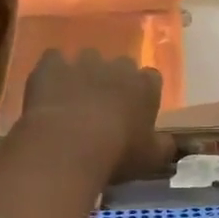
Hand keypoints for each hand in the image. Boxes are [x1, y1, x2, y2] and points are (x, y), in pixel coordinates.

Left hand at [18, 48, 175, 182]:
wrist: (69, 147)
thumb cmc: (118, 153)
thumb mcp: (151, 158)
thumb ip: (164, 146)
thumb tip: (169, 142)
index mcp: (145, 86)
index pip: (151, 78)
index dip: (143, 92)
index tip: (136, 110)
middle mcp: (117, 67)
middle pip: (120, 65)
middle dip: (113, 80)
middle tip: (104, 106)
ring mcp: (82, 62)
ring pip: (87, 59)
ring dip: (83, 74)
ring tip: (73, 99)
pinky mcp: (51, 65)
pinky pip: (53, 59)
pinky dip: (52, 71)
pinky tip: (48, 90)